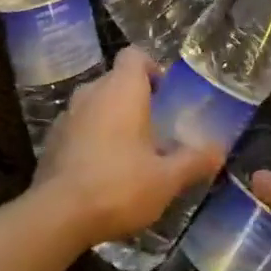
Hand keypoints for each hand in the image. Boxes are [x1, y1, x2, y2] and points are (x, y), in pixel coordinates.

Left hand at [32, 48, 223, 244]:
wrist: (58, 215)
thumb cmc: (119, 185)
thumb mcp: (167, 179)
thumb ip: (194, 161)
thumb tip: (219, 151)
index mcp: (122, 89)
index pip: (135, 55)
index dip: (151, 68)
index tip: (164, 95)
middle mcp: (92, 92)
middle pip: (116, 81)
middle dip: (135, 99)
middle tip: (156, 129)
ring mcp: (67, 115)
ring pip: (96, 104)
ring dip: (112, 119)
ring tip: (131, 152)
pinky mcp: (51, 140)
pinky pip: (79, 127)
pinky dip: (91, 138)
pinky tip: (103, 171)